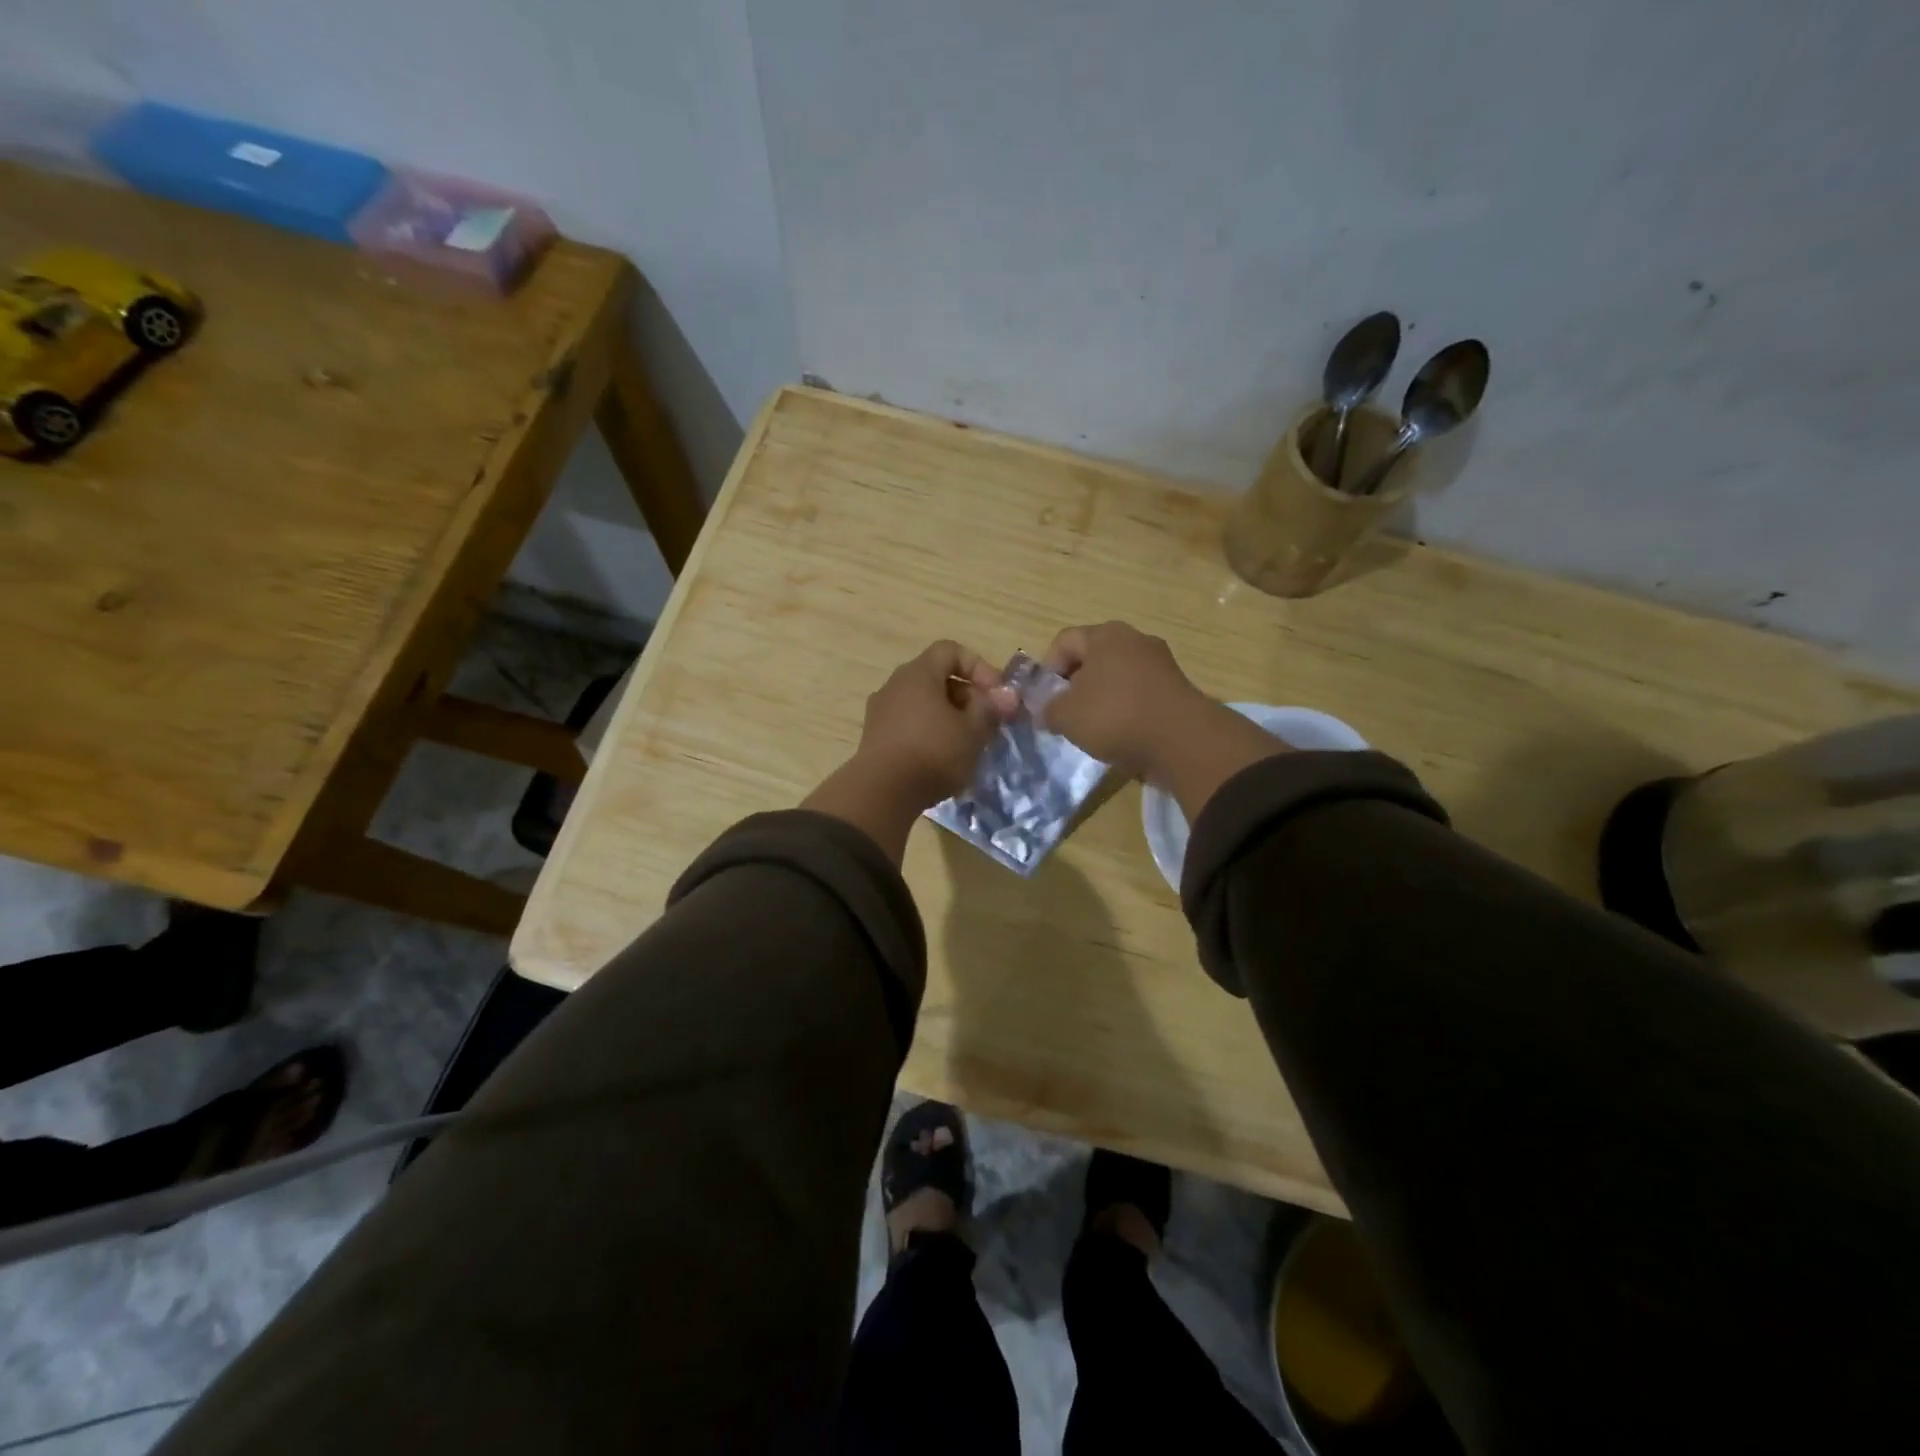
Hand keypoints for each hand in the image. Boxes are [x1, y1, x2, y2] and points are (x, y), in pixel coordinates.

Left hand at [855, 641, 1018, 805]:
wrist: (881, 793)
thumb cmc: (933, 752)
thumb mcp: (972, 731)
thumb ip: (990, 708)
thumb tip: (1007, 695)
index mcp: (918, 673)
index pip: (950, 651)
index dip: (979, 667)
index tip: (995, 694)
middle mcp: (895, 685)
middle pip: (937, 678)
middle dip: (967, 697)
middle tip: (986, 723)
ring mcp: (880, 711)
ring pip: (923, 704)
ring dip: (949, 718)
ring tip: (968, 744)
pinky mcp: (875, 738)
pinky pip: (909, 725)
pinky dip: (929, 734)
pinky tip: (943, 760)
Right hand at [1040, 621, 1289, 818]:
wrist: (1182, 740)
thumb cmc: (1115, 716)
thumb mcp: (1066, 716)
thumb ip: (1047, 709)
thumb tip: (1045, 711)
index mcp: (1105, 635)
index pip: (1064, 641)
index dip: (1047, 669)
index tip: (1044, 698)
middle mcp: (1135, 639)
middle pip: (1093, 656)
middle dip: (1074, 683)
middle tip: (1065, 712)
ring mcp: (1160, 661)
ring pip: (1117, 675)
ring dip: (1101, 696)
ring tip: (1093, 726)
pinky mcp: (1177, 687)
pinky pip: (1139, 692)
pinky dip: (1126, 707)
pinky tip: (1121, 732)